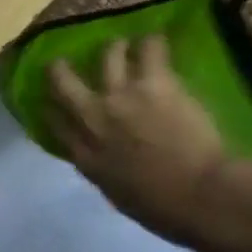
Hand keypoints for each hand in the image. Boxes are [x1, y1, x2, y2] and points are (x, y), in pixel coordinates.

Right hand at [47, 35, 231, 245]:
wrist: (200, 195)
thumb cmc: (165, 209)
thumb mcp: (120, 196)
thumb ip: (106, 170)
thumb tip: (106, 158)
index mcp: (87, 156)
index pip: (56, 123)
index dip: (52, 108)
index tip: (52, 102)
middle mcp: (95, 119)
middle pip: (64, 82)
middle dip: (61, 68)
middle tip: (64, 61)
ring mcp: (122, 96)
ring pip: (108, 54)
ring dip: (116, 48)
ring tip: (125, 45)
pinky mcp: (153, 81)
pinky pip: (149, 48)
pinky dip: (153, 42)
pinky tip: (158, 41)